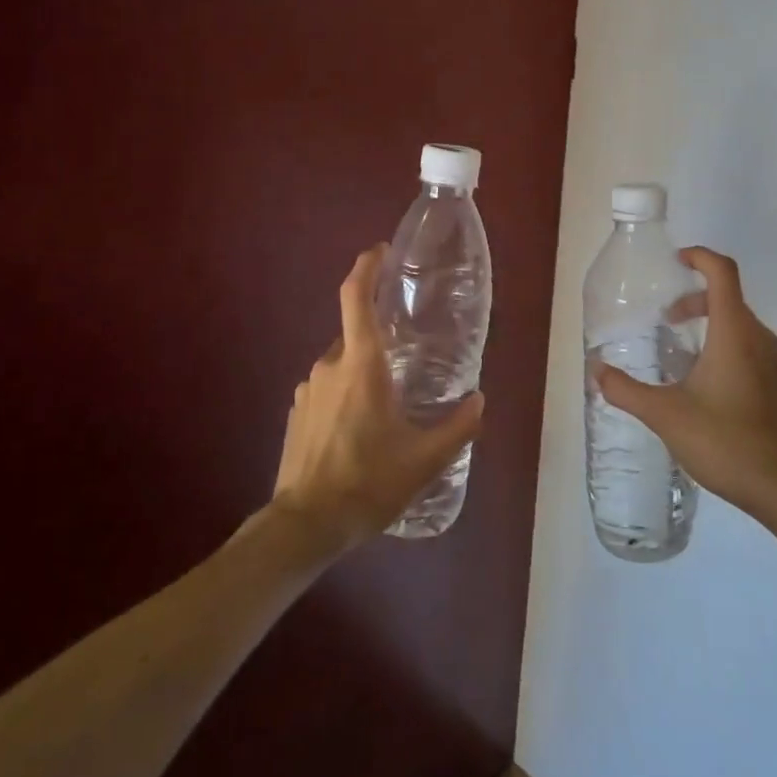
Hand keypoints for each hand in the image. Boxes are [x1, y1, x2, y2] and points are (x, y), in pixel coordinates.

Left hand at [271, 245, 485, 550]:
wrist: (305, 524)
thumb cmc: (367, 482)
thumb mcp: (424, 459)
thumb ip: (457, 426)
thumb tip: (479, 400)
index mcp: (361, 365)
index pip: (356, 297)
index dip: (367, 267)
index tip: (381, 252)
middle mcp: (330, 366)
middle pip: (356, 334)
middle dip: (382, 339)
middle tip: (411, 357)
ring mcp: (308, 389)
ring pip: (343, 365)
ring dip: (366, 373)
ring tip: (391, 404)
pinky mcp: (297, 412)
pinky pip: (328, 388)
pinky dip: (348, 394)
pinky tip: (363, 429)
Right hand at [593, 247, 776, 522]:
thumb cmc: (724, 441)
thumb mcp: (665, 414)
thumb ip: (626, 390)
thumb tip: (596, 370)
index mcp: (734, 333)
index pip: (723, 272)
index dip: (699, 257)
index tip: (675, 261)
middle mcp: (758, 338)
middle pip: (728, 296)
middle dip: (694, 298)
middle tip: (665, 319)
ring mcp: (773, 362)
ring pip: (739, 323)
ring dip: (708, 322)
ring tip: (678, 350)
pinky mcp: (776, 383)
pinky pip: (748, 346)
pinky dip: (722, 344)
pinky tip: (701, 381)